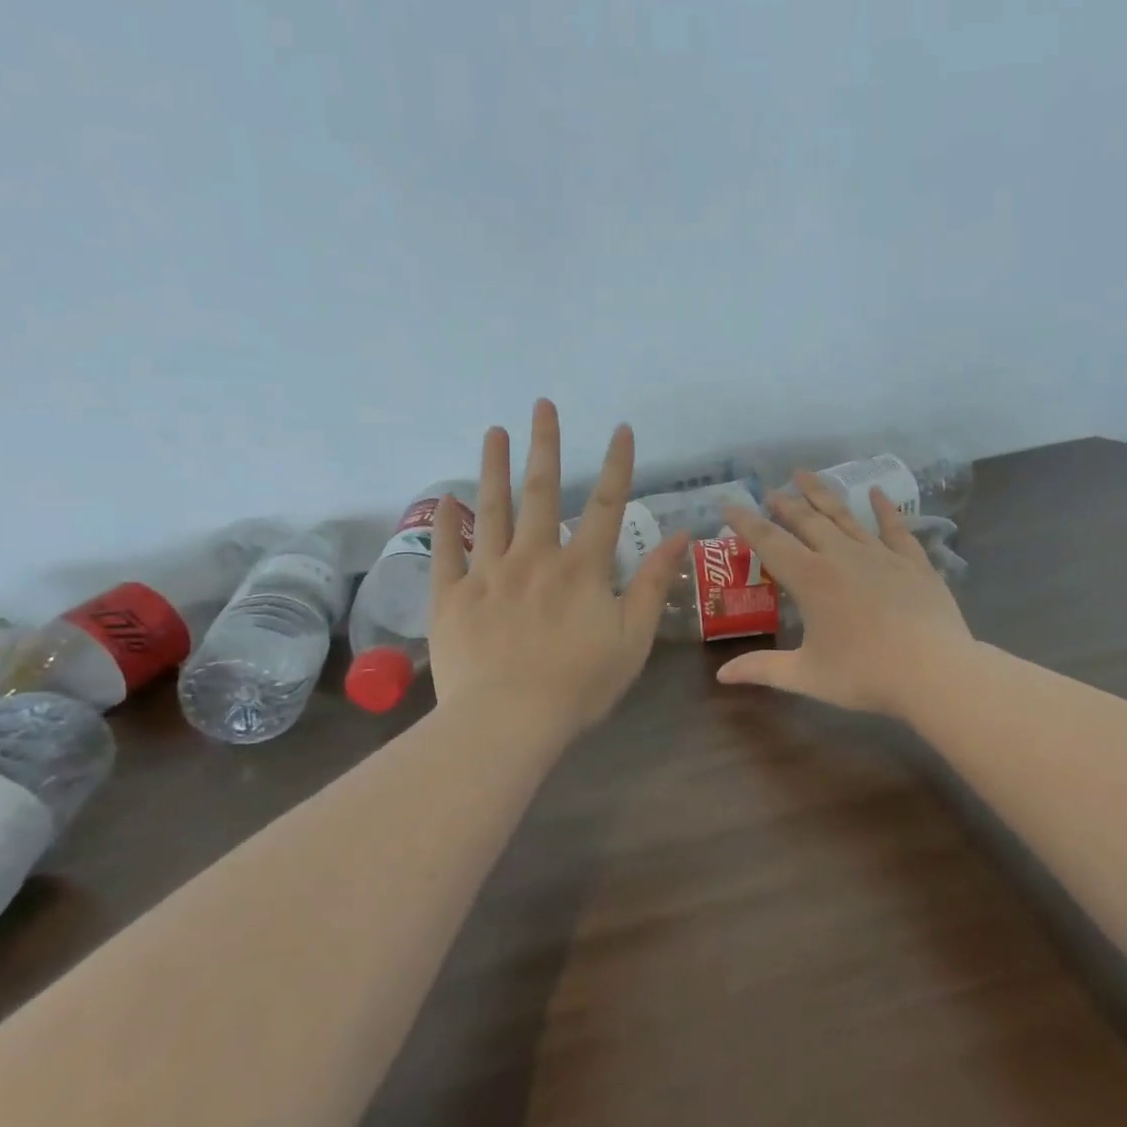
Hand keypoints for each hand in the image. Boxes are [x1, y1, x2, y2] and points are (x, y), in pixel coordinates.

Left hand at [428, 400, 690, 737]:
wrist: (507, 721)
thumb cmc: (579, 684)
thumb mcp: (632, 638)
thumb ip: (654, 584)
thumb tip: (680, 536)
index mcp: (581, 568)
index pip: (607, 505)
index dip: (617, 464)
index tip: (621, 428)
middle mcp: (534, 558)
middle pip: (542, 492)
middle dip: (545, 445)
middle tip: (541, 405)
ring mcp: (488, 573)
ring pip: (492, 509)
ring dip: (493, 467)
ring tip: (493, 432)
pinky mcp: (453, 597)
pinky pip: (448, 552)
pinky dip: (448, 524)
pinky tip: (447, 499)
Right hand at [716, 472, 974, 719]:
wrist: (935, 672)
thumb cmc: (865, 675)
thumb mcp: (806, 676)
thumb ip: (762, 669)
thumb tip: (722, 675)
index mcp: (811, 579)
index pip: (769, 542)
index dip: (746, 522)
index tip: (728, 505)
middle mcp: (842, 556)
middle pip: (807, 521)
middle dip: (784, 504)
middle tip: (770, 491)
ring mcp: (880, 555)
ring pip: (845, 516)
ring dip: (822, 494)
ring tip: (804, 474)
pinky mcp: (913, 562)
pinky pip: (895, 527)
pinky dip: (885, 508)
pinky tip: (877, 491)